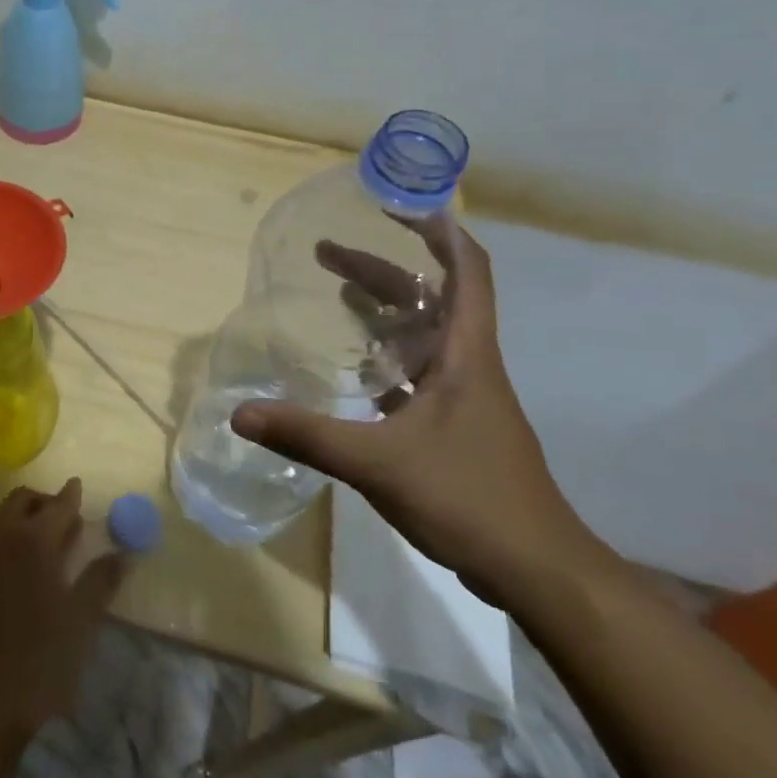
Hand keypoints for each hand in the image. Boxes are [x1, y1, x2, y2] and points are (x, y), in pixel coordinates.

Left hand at [0, 479, 125, 738]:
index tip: (78, 487)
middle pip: (21, 501)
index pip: (57, 506)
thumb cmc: (40, 659)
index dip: (70, 496)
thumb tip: (122, 554)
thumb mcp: (82, 621)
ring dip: (15, 514)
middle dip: (42, 500)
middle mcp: (0, 535)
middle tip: (60, 513)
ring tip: (32, 532)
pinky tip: (4, 557)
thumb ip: (101, 580)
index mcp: (33, 539)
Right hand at [234, 216, 604, 604]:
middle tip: (323, 253)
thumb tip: (239, 414)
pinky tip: (351, 369)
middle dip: (379, 268)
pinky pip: (416, 371)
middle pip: (428, 297)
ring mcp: (464, 396)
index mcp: (465, 355)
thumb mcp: (378, 464)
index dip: (439, 233)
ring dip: (382, 308)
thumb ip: (307, 435)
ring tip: (335, 292)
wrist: (537, 570)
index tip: (396, 207)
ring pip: (422, 333)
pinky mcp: (455, 425)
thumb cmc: (469, 499)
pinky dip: (385, 356)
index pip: (468, 272)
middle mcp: (468, 364)